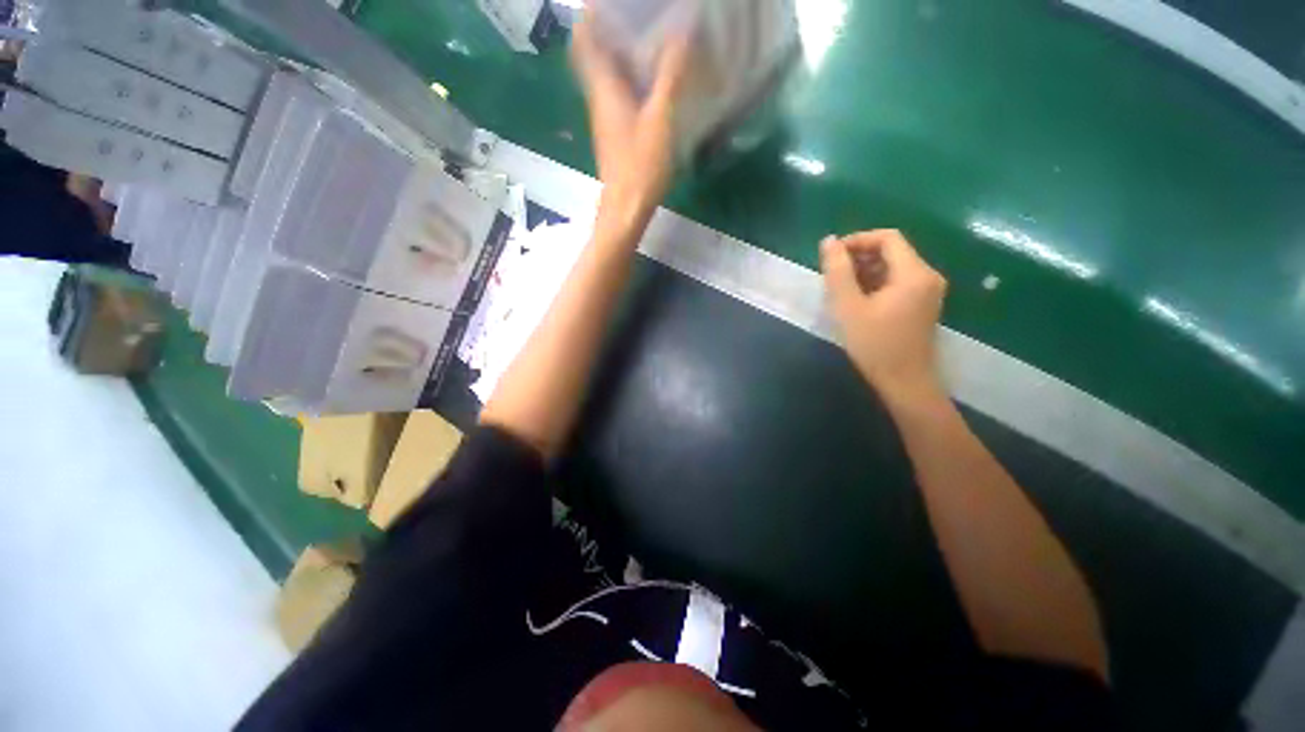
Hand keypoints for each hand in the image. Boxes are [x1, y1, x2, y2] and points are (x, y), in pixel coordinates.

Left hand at [571, 8, 692, 230]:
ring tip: (650, 37)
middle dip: (610, 29)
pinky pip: (618, 95)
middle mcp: (599, 98)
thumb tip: (683, 30)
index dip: (592, 15)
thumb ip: (671, 75)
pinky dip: (630, 79)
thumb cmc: (640, 166)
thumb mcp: (660, 119)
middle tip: (637, 16)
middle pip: (595, 54)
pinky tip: (652, 80)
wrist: (626, 209)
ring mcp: (606, 118)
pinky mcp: (615, 134)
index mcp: (604, 88)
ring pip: (607, 75)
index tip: (609, 1)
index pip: (585, 40)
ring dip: (622, 54)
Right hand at [821, 230, 948, 402]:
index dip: (857, 240)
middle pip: (892, 251)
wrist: (904, 382)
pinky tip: (856, 300)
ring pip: (893, 267)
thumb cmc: (875, 345)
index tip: (832, 255)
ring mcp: (927, 291)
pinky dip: (875, 284)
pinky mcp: (921, 304)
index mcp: (914, 273)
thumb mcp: (849, 307)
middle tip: (832, 275)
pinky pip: (897, 282)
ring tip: (840, 289)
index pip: (887, 238)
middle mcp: (927, 276)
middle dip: (859, 257)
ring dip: (865, 271)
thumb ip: (838, 272)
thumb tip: (828, 241)